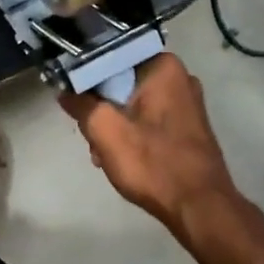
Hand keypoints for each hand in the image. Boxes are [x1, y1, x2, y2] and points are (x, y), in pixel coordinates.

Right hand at [58, 53, 238, 231]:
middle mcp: (180, 76)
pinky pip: (148, 119)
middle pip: (121, 81)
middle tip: (89, 135)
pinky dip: (131, 134)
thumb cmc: (152, 163)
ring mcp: (186, 103)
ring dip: (113, 125)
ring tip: (102, 154)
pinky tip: (120, 158)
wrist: (198, 207)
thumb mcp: (104, 130)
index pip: (111, 56)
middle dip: (100, 107)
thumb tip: (65, 90)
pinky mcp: (187, 127)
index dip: (86, 76)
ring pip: (132, 103)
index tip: (71, 96)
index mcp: (163, 66)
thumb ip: (80, 104)